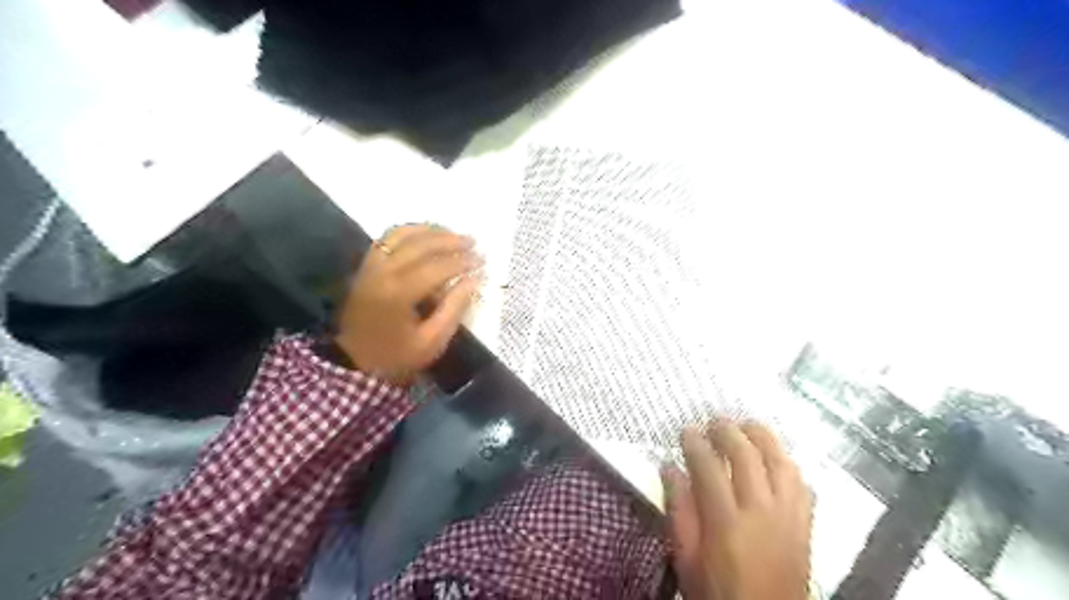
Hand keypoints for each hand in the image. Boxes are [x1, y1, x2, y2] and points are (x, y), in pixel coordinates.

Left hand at [332, 223, 484, 384]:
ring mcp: (372, 266)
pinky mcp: (366, 265)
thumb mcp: (432, 341)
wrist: (352, 361)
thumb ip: (454, 308)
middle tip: (473, 242)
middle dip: (451, 241)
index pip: (437, 267)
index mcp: (399, 294)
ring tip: (453, 233)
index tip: (482, 261)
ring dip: (431, 230)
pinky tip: (426, 233)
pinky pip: (387, 238)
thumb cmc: (396, 356)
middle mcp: (383, 272)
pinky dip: (409, 231)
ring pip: (403, 234)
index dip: (462, 262)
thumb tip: (474, 280)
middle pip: (421, 245)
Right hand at [665, 417, 816, 599]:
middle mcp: (761, 511)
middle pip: (746, 455)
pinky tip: (775, 458)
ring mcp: (789, 516)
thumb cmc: (718, 593)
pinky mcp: (806, 524)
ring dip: (762, 437)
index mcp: (726, 521)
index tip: (686, 430)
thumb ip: (679, 511)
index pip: (708, 466)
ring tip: (746, 426)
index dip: (695, 443)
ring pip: (780, 461)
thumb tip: (669, 468)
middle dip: (728, 431)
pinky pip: (801, 482)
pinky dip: (787, 462)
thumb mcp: (686, 558)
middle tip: (714, 421)